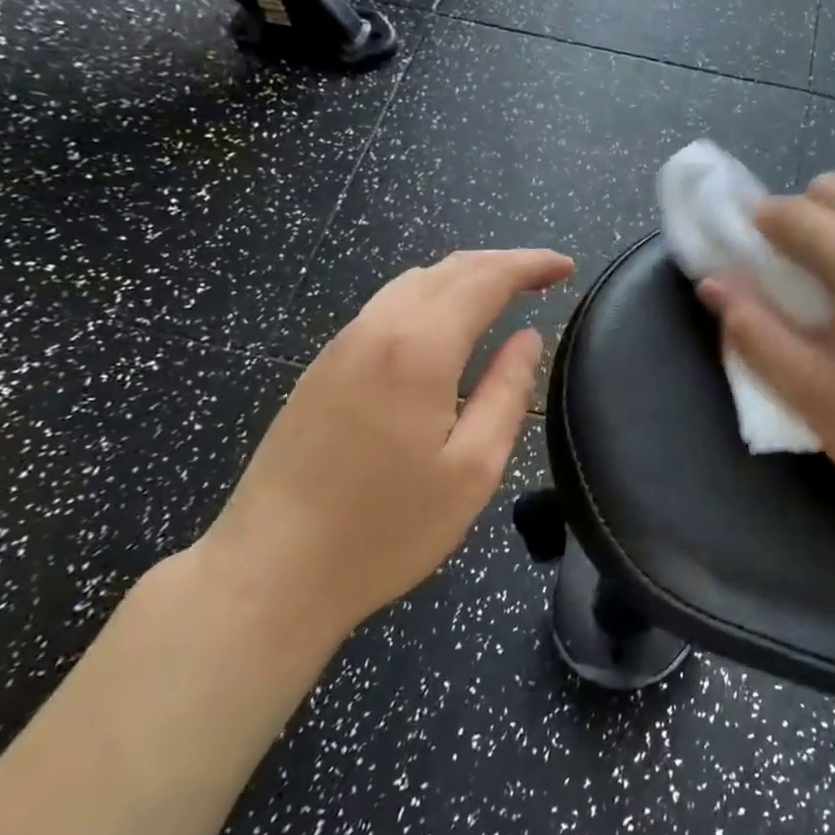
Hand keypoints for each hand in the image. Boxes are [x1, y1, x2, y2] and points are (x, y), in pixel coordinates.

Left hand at [196, 248, 573, 649]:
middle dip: (500, 262)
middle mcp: (376, 330)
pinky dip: (428, 297)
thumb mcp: (472, 470)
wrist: (269, 572)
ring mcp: (340, 347)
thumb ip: (506, 393)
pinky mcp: (319, 370)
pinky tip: (441, 325)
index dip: (530, 265)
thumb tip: (528, 339)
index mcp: (420, 349)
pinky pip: (384, 307)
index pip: (486, 279)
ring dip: (462, 276)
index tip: (565, 267)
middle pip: (447, 269)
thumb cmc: (385, 530)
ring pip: (410, 283)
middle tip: (542, 275)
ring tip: (500, 292)